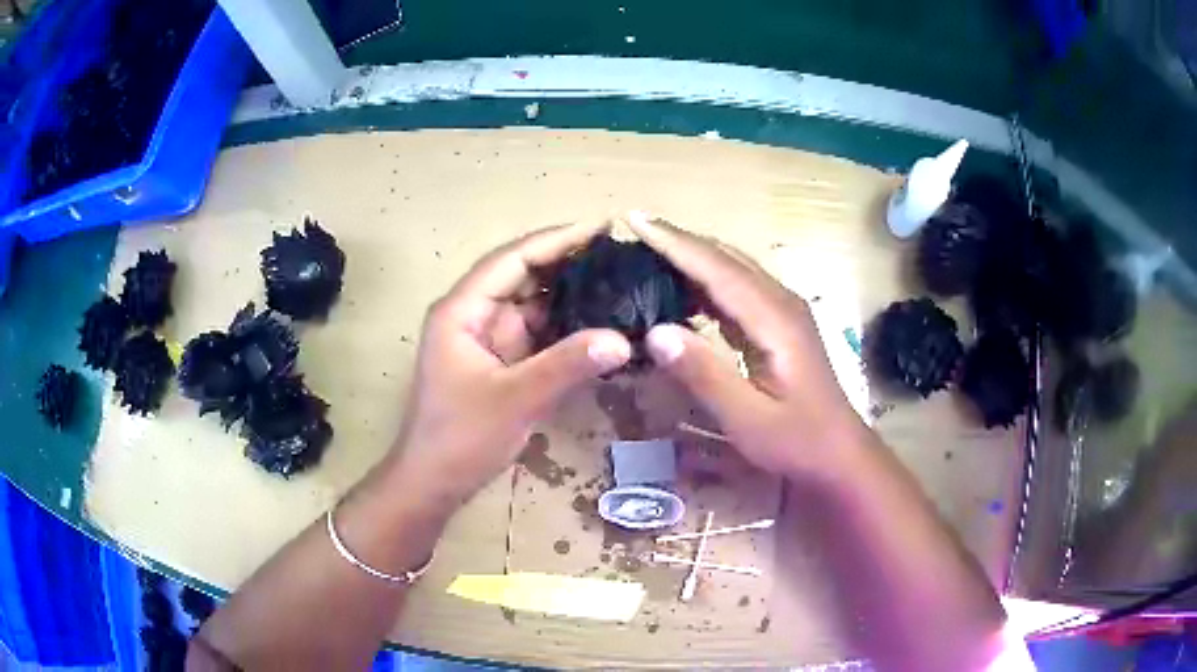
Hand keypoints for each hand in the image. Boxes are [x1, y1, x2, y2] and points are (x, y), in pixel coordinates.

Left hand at [390, 224, 632, 508]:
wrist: (435, 482)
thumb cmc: (461, 438)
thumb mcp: (515, 399)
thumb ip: (567, 365)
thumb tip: (623, 339)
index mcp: (463, 310)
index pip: (512, 259)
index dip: (556, 240)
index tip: (600, 228)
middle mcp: (474, 315)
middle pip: (524, 276)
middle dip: (569, 264)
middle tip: (620, 256)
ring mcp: (489, 339)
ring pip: (534, 305)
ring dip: (572, 296)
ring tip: (620, 283)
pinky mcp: (502, 362)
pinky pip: (539, 334)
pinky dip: (567, 328)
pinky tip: (601, 325)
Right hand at [630, 216, 866, 478]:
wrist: (840, 454)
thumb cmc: (798, 441)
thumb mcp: (749, 419)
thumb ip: (705, 375)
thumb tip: (655, 331)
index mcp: (775, 318)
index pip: (717, 268)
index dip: (675, 242)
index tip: (636, 220)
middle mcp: (781, 303)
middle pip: (726, 257)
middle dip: (680, 240)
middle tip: (634, 231)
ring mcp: (783, 312)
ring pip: (733, 268)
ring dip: (693, 256)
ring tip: (650, 253)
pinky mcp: (780, 325)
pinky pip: (738, 289)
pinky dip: (707, 281)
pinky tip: (684, 292)